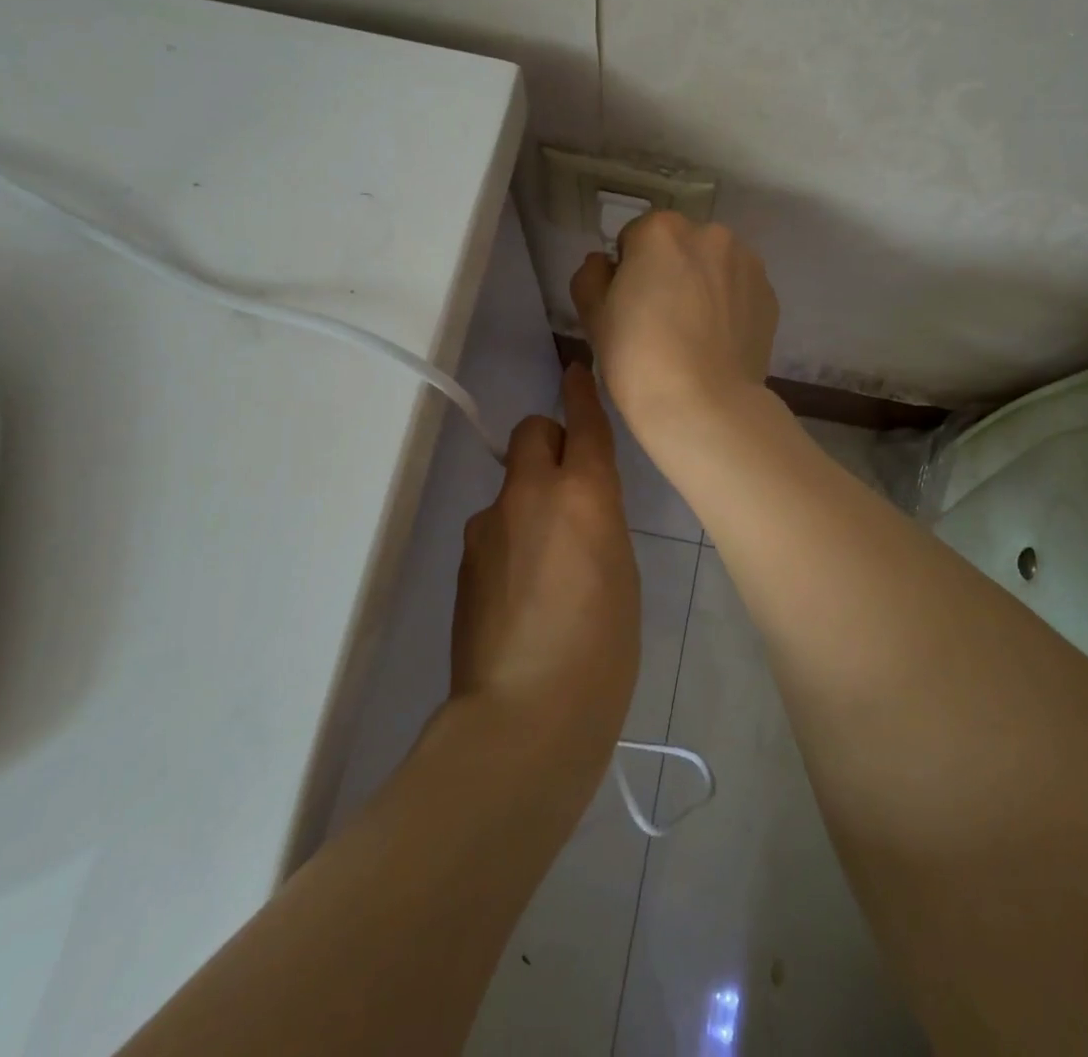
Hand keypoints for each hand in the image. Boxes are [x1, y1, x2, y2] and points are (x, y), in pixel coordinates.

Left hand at [450, 363, 639, 775]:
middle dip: (550, 441)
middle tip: (570, 486)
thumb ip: (600, 522)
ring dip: (530, 500)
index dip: (580, 393)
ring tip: (550, 563)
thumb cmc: (602, 649)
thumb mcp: (621, 572)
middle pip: (532, 432)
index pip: (582, 422)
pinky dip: (511, 538)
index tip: (575, 372)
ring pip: (512, 485)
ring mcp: (489, 525)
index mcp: (584, 494)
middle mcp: (531, 494)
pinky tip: (524, 592)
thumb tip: (580, 510)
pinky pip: (495, 526)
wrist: (525, 716)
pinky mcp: (465, 559)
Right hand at [569, 212, 778, 441]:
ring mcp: (747, 264)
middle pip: (680, 246)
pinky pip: (739, 291)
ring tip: (694, 333)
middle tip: (660, 320)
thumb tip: (604, 264)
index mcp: (662, 230)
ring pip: (713, 266)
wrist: (704, 405)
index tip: (629, 306)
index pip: (635, 238)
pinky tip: (718, 342)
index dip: (627, 271)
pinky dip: (728, 306)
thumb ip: (591, 276)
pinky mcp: (770, 296)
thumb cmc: (638, 358)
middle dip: (669, 271)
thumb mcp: (594, 316)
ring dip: (702, 284)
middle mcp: (711, 234)